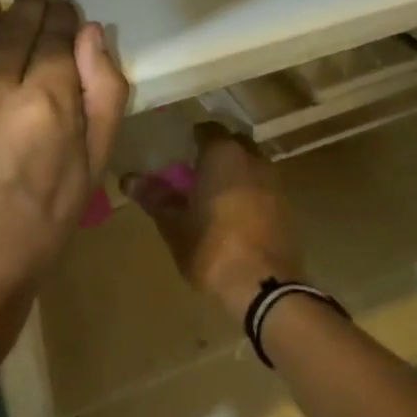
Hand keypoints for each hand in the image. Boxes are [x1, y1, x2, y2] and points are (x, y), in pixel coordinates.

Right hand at [122, 125, 305, 320]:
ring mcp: (275, 182)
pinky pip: (263, 188)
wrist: (263, 285)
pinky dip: (249, 192)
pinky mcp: (287, 206)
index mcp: (223, 154)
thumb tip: (128, 179)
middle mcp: (253, 159)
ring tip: (213, 194)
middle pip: (232, 144)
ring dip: (234, 173)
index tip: (178, 152)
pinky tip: (234, 214)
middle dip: (215, 153)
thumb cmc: (211, 248)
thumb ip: (154, 197)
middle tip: (193, 171)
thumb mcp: (174, 224)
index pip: (207, 130)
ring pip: (251, 165)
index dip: (192, 138)